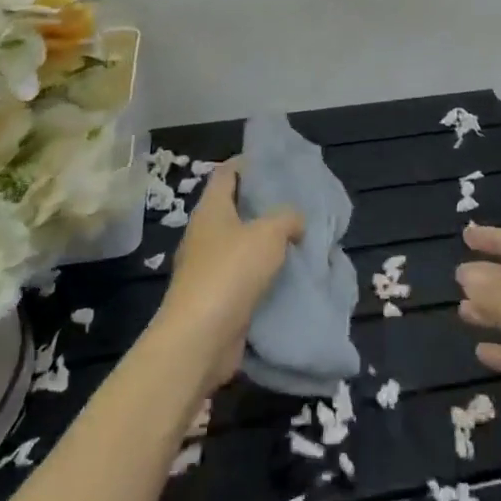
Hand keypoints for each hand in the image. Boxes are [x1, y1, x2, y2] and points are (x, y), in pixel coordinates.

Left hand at [153, 161, 303, 392]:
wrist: (200, 338)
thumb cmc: (231, 272)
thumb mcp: (269, 233)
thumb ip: (287, 218)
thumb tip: (295, 221)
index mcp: (211, 210)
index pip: (226, 173)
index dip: (247, 163)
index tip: (274, 162)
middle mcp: (205, 234)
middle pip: (235, 209)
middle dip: (264, 205)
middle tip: (297, 202)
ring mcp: (208, 268)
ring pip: (242, 245)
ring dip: (267, 243)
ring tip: (300, 238)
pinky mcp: (216, 298)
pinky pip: (244, 277)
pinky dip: (264, 274)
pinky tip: (289, 275)